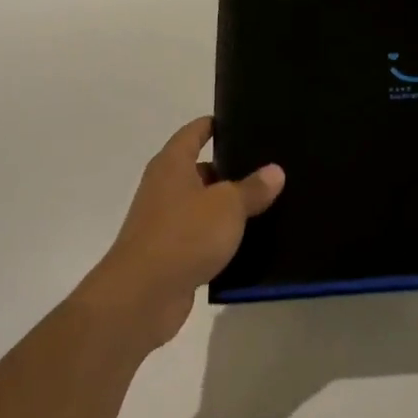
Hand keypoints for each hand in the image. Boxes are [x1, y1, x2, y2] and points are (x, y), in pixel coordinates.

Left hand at [77, 118, 284, 348]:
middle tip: (270, 167)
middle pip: (201, 170)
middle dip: (232, 169)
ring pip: (204, 206)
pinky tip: (252, 242)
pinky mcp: (172, 255)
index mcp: (172, 166)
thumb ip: (252, 188)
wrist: (143, 295)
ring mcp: (166, 223)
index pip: (193, 133)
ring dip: (230, 208)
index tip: (241, 122)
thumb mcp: (227, 206)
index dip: (214, 125)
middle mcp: (165, 189)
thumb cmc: (184, 236)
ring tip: (270, 203)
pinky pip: (203, 238)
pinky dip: (223, 238)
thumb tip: (274, 171)